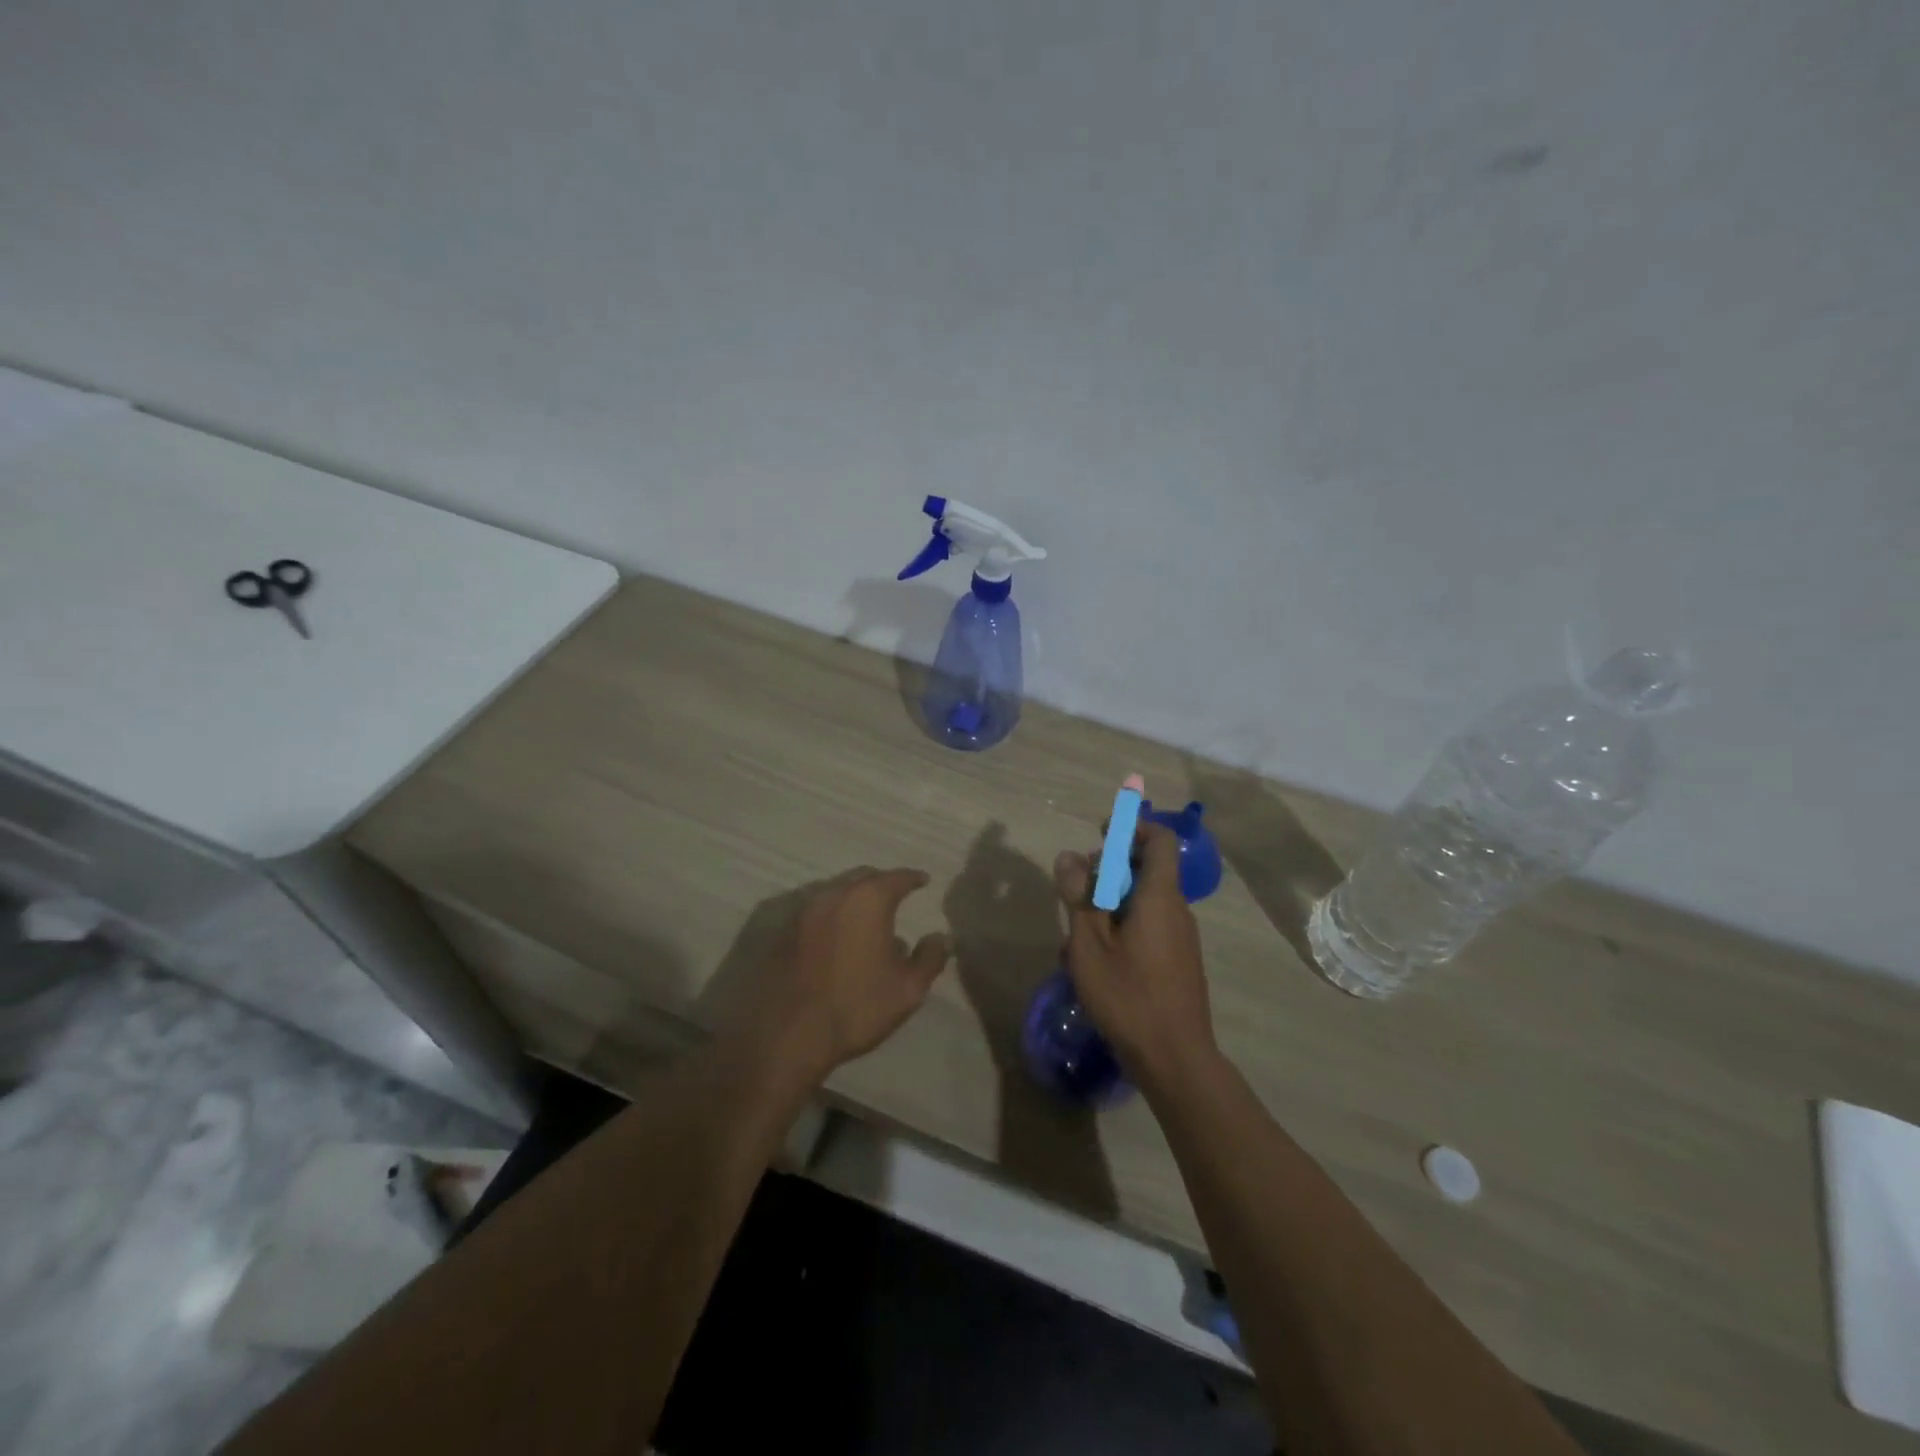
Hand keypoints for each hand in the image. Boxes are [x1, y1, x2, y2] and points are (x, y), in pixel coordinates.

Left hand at [736, 868, 950, 1084]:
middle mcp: (834, 895)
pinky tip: (840, 936)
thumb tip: (941, 937)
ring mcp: (804, 911)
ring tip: (868, 916)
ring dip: (855, 898)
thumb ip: (930, 958)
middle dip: (882, 882)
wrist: (788, 1034)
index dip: (913, 878)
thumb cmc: (856, 1007)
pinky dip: (834, 915)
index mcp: (868, 900)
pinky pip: (817, 911)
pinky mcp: (785, 932)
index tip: (923, 881)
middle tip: (897, 894)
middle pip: (864, 878)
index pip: (897, 877)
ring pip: (837, 892)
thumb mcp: (908, 989)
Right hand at [1054, 825, 1216, 1089]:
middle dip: (1109, 870)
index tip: (1102, 834)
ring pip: (1142, 902)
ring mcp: (1180, 938)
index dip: (1133, 828)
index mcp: (1160, 896)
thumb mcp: (1089, 943)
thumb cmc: (1128, 995)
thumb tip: (1069, 857)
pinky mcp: (1178, 961)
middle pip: (1147, 870)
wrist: (1174, 1057)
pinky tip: (1093, 962)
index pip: (1160, 839)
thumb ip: (1079, 896)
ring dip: (1109, 905)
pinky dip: (1121, 929)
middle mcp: (1176, 910)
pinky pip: (1148, 928)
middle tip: (1075, 889)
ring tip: (1075, 935)